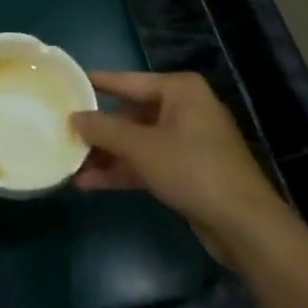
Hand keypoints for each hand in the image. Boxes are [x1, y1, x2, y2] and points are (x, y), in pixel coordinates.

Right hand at [72, 71, 288, 262]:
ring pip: (137, 142)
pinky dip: (122, 171)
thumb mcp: (141, 147)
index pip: (128, 81)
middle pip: (131, 113)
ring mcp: (187, 142)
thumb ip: (103, 129)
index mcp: (180, 90)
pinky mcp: (187, 171)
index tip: (67, 83)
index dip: (96, 84)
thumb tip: (73, 118)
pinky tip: (89, 183)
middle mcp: (185, 109)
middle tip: (63, 130)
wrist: (245, 226)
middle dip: (98, 129)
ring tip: (69, 163)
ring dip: (105, 154)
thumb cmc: (193, 169)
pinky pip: (147, 163)